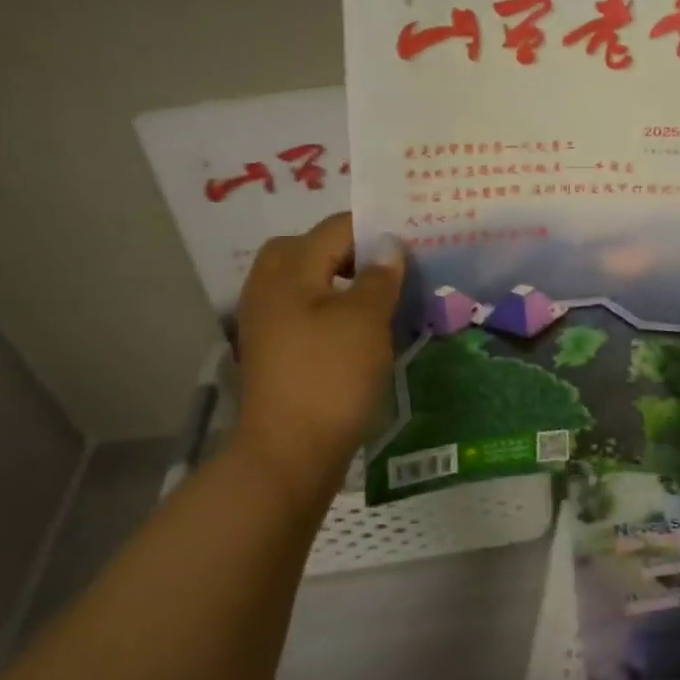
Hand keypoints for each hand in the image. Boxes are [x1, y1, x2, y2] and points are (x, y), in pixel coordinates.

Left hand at [227, 214, 403, 508]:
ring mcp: (267, 320)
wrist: (290, 451)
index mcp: (289, 270)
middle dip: (352, 252)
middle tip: (391, 267)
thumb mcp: (366, 321)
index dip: (375, 229)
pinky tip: (361, 328)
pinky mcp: (274, 349)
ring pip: (307, 280)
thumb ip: (380, 277)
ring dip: (342, 280)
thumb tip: (389, 245)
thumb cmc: (331, 376)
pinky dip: (332, 308)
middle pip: (311, 248)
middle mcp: (269, 286)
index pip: (336, 228)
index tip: (413, 241)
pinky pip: (304, 309)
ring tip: (382, 296)